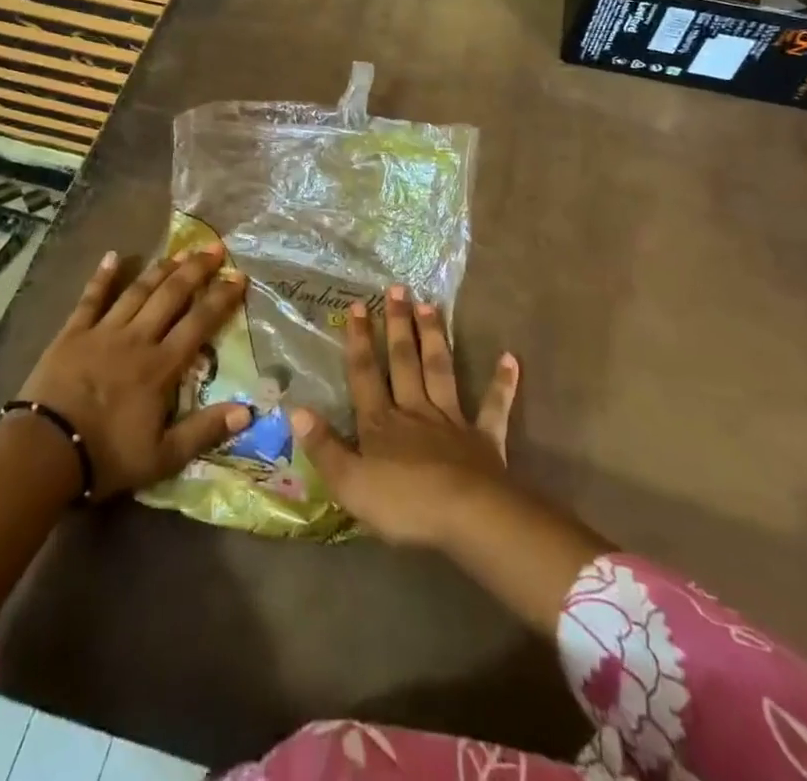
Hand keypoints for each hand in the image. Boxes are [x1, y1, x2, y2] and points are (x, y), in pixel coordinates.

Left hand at [17, 245, 251, 499]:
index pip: (199, 322)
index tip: (239, 276)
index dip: (221, 297)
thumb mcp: (163, 457)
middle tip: (214, 248)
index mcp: (161, 365)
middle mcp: (138, 338)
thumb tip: (248, 410)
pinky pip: (91, 298)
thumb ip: (205, 431)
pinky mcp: (73, 333)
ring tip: (180, 251)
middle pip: (171, 295)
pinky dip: (102, 276)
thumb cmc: (106, 456)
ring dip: (160, 269)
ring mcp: (103, 331)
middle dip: (195, 270)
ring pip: (138, 291)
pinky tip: (113, 256)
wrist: (44, 452)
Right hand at [292, 285, 518, 547]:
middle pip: (403, 362)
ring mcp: (451, 421)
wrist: (466, 516)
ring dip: (434, 338)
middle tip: (398, 289)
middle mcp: (414, 411)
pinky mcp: (483, 438)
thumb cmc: (403, 505)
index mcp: (380, 423)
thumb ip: (323, 446)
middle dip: (397, 325)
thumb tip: (295, 409)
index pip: (365, 374)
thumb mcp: (349, 483)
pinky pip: (494, 407)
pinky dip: (502, 383)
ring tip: (431, 305)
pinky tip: (511, 359)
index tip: (357, 306)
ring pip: (440, 371)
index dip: (359, 341)